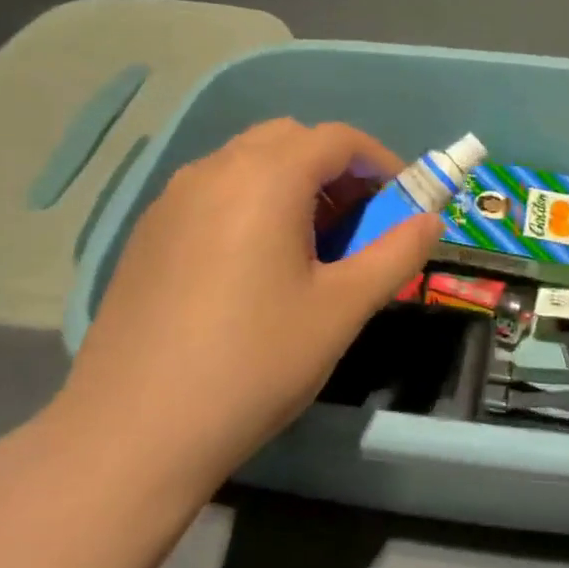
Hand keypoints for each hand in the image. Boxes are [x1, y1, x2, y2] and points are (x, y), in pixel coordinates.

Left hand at [50, 120, 443, 492]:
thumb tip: (431, 221)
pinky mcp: (149, 233)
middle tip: (357, 223)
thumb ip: (395, 254)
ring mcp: (172, 200)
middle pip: (288, 140)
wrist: (137, 428)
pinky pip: (212, 192)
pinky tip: (254, 266)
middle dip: (334, 168)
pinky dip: (249, 203)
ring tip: (309, 246)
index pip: (336, 139)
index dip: (379, 161)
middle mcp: (213, 171)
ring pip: (246, 163)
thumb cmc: (256, 362)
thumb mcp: (342, 309)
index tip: (403, 200)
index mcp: (265, 179)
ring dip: (290, 183)